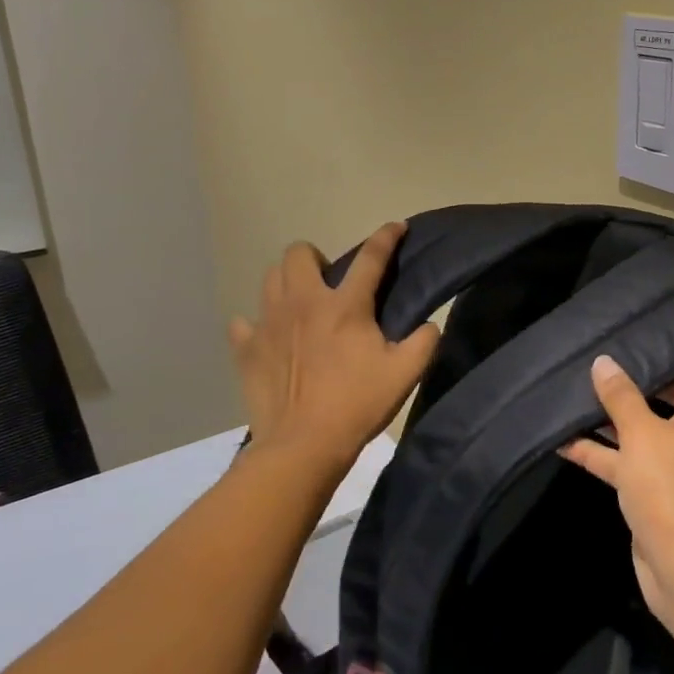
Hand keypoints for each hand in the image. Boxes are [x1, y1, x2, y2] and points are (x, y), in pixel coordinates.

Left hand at [229, 222, 439, 471]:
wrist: (302, 445)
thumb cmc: (357, 405)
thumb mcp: (406, 373)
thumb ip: (425, 340)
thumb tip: (429, 324)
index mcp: (345, 306)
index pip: (371, 257)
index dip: (387, 237)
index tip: (396, 227)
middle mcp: (304, 303)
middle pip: (298, 253)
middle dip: (316, 257)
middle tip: (330, 282)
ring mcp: (269, 323)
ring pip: (269, 278)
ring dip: (287, 282)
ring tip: (302, 304)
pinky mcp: (246, 348)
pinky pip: (244, 322)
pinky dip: (257, 325)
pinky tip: (272, 338)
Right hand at [558, 340, 673, 619]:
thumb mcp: (642, 436)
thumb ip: (621, 398)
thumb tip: (604, 363)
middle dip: (655, 382)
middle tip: (617, 371)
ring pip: (656, 430)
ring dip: (622, 418)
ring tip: (583, 400)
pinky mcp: (663, 494)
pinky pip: (635, 462)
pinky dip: (606, 453)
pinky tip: (566, 444)